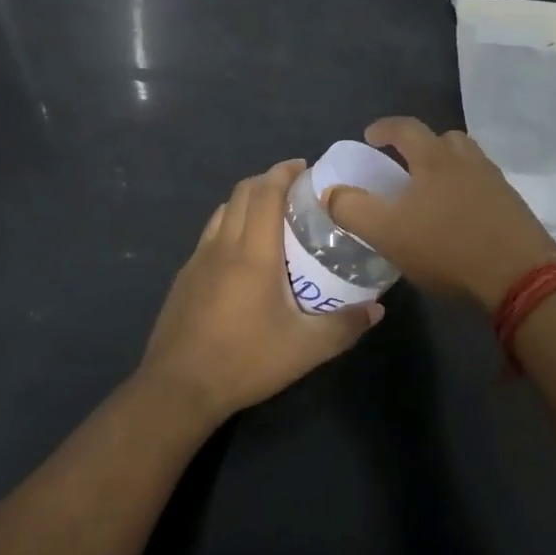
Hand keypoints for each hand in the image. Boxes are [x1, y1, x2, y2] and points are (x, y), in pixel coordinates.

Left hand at [139, 160, 383, 424]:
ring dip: (247, 201)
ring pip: (223, 211)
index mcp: (252, 251)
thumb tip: (377, 310)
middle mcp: (223, 245)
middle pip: (242, 193)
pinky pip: (210, 234)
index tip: (305, 167)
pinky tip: (243, 255)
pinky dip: (230, 225)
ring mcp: (198, 259)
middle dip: (268, 180)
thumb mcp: (305, 349)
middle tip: (295, 191)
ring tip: (272, 217)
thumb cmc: (245, 360)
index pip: (265, 192)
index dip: (284, 172)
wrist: (178, 387)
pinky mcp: (184, 277)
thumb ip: (345, 326)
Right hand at [327, 117, 555, 311]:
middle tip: (404, 167)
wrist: (520, 276)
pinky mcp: (514, 207)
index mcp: (435, 159)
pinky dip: (467, 192)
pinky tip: (460, 219)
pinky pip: (484, 187)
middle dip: (420, 147)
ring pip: (467, 162)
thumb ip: (352, 209)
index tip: (370, 137)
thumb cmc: (447, 247)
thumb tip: (331, 193)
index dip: (384, 128)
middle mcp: (468, 161)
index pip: (405, 128)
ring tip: (432, 194)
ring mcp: (496, 182)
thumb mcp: (386, 232)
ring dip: (447, 168)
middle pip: (443, 139)